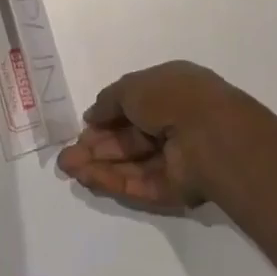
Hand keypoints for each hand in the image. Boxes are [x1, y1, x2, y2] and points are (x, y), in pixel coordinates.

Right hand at [57, 61, 276, 212]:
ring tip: (66, 168)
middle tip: (67, 154)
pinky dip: (113, 181)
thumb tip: (92, 115)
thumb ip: (109, 101)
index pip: (134, 104)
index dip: (107, 116)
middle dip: (97, 145)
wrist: (210, 135)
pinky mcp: (175, 189)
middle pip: (129, 137)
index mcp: (170, 90)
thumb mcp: (133, 86)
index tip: (84, 126)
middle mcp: (174, 122)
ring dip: (99, 164)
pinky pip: (140, 183)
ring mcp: (175, 157)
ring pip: (131, 162)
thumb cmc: (172, 97)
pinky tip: (86, 179)